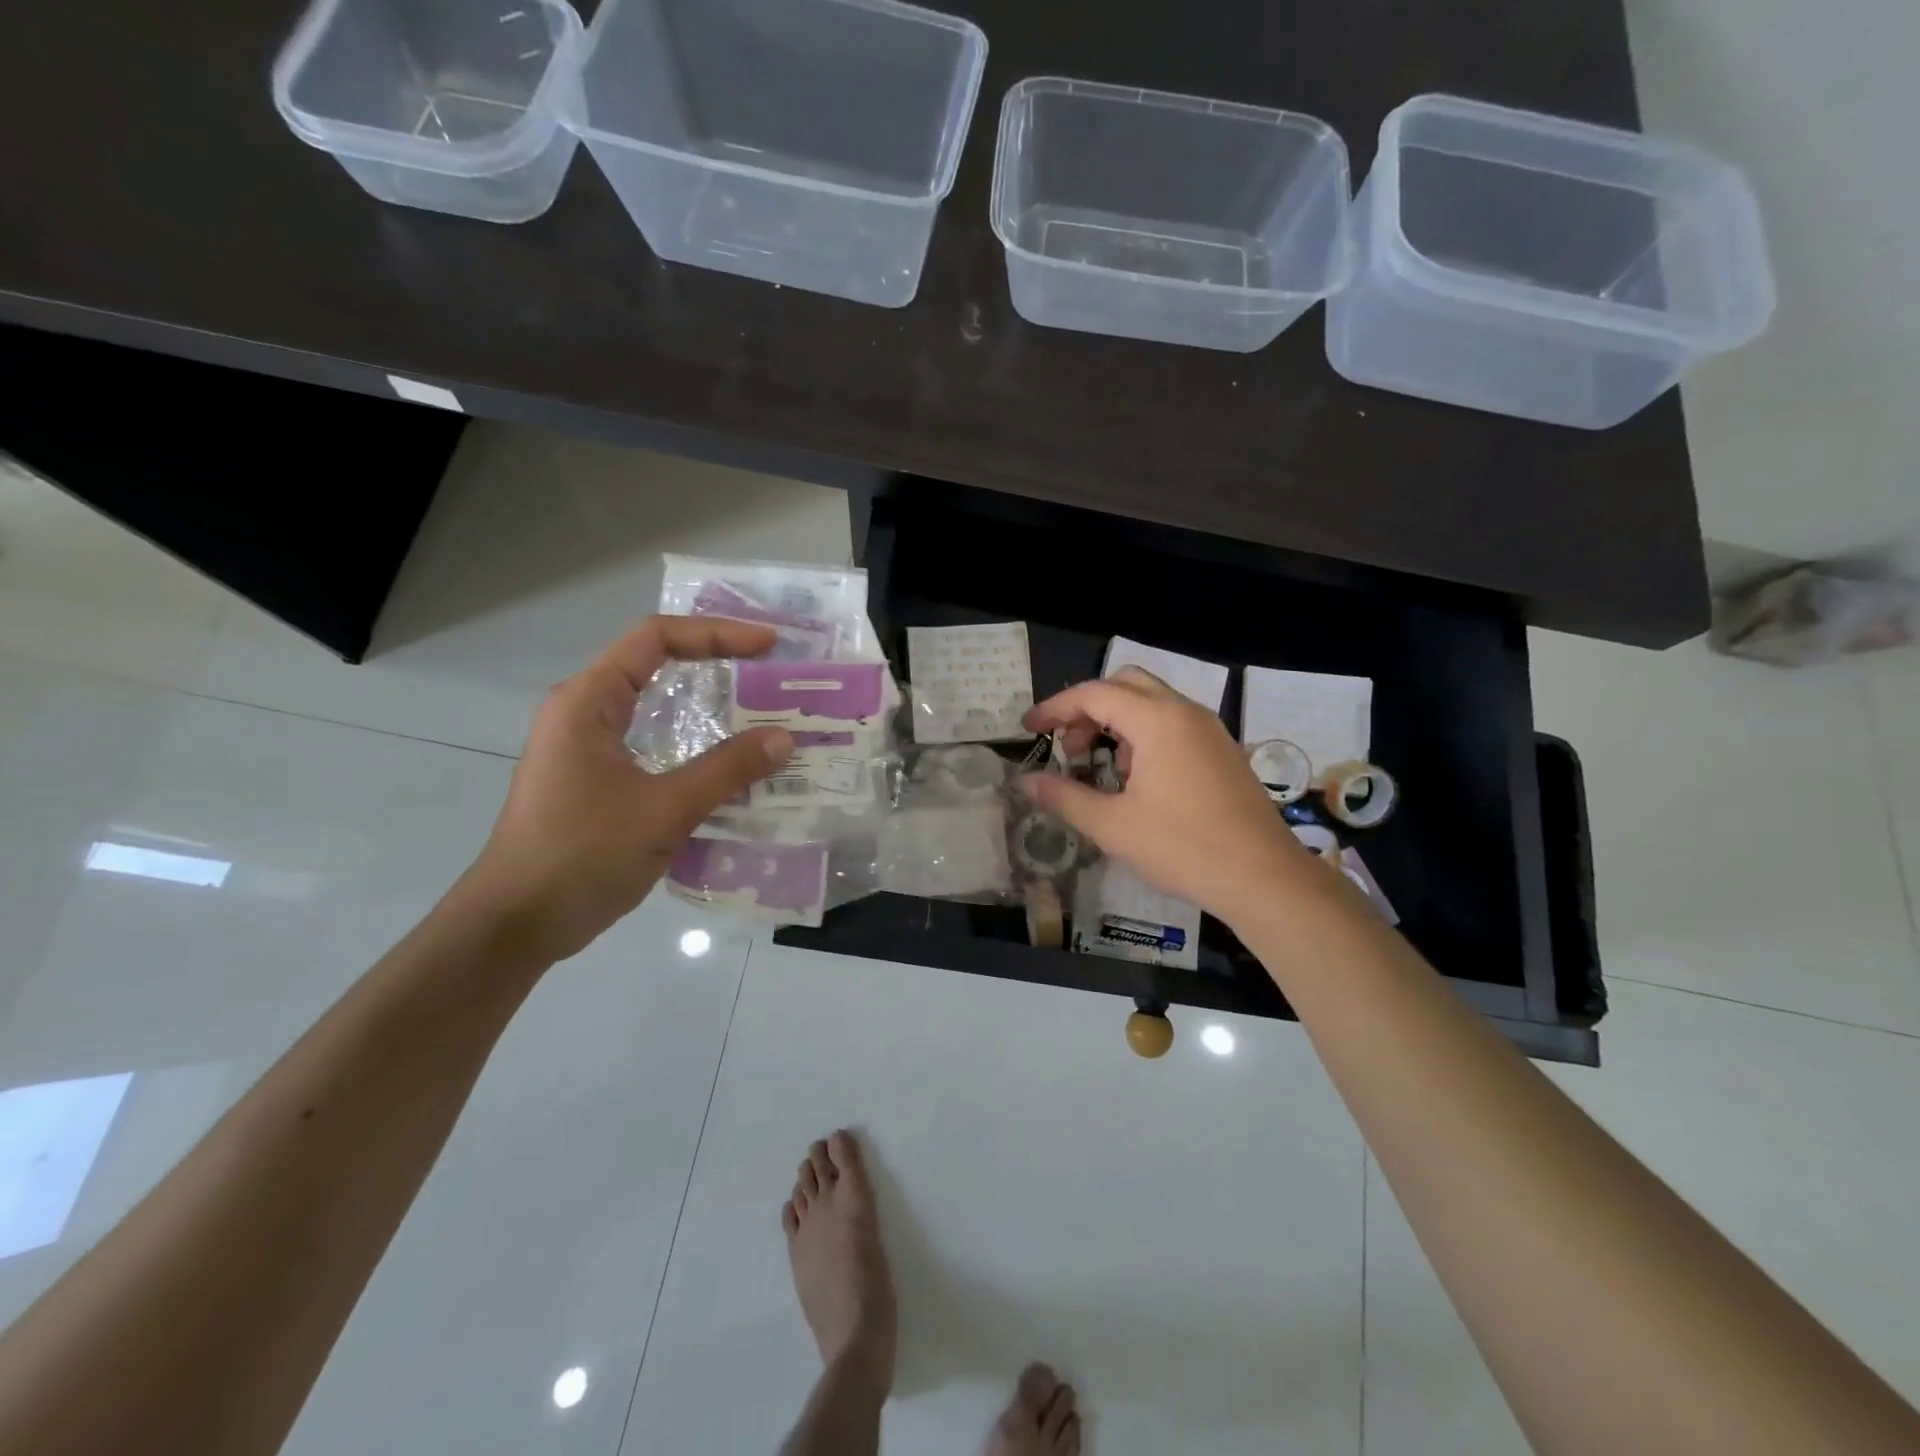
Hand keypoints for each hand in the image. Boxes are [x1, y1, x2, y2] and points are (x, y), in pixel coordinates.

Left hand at [452, 616, 793, 963]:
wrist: (516, 925)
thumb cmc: (582, 855)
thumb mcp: (664, 809)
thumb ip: (726, 769)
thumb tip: (784, 738)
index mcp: (589, 701)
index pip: (656, 639)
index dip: (716, 633)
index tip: (768, 646)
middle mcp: (584, 712)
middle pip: (656, 665)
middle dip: (716, 662)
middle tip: (771, 674)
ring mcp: (587, 747)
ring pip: (655, 707)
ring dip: (706, 706)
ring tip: (761, 714)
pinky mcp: (595, 780)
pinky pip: (652, 744)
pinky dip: (692, 744)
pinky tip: (728, 766)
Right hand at [1020, 668, 1315, 925]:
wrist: (1265, 878)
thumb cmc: (1183, 848)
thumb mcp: (1112, 826)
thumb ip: (1063, 797)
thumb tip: (1025, 782)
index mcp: (1157, 720)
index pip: (1094, 694)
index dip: (1054, 709)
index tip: (1028, 729)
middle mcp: (1185, 712)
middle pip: (1125, 685)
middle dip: (1088, 709)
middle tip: (1068, 747)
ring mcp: (1210, 730)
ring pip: (1152, 703)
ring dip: (1116, 723)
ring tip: (1099, 769)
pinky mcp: (1223, 751)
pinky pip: (1174, 725)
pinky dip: (1143, 736)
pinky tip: (1137, 781)